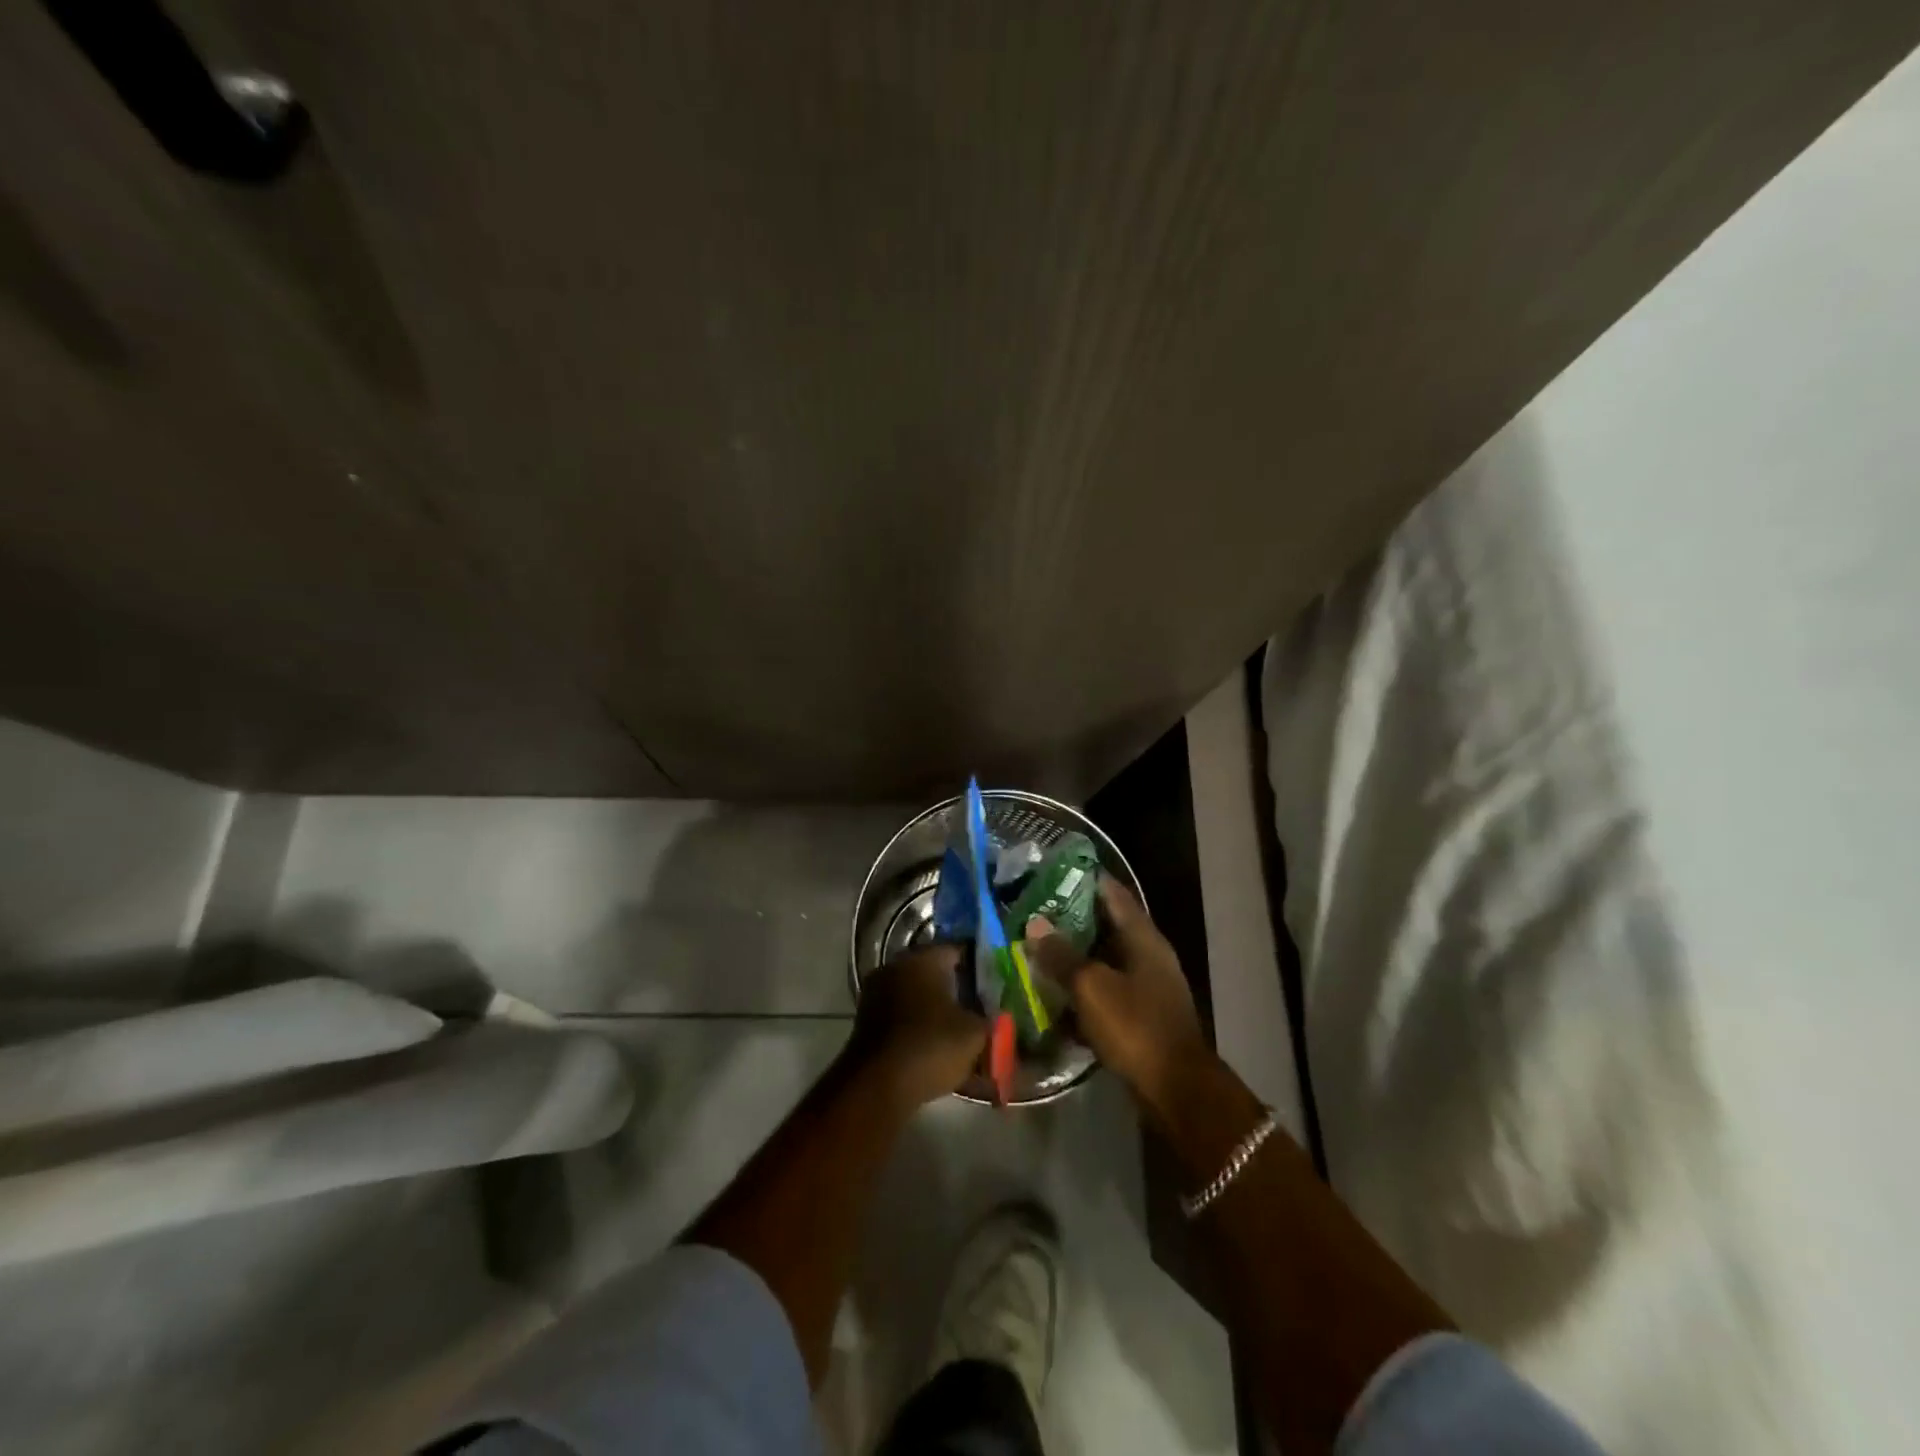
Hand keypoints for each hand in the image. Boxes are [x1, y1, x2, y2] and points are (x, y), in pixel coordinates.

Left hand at [850, 944, 989, 1108]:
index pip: (959, 951)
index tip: (994, 987)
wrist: (877, 1085)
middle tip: (979, 1011)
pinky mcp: (866, 1019)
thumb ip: (989, 1018)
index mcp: (924, 958)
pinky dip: (917, 1027)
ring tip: (959, 1034)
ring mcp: (877, 991)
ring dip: (936, 1010)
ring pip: (917, 995)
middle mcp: (897, 965)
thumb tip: (994, 1015)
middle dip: (957, 991)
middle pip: (935, 973)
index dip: (979, 968)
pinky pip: (901, 1015)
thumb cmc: (931, 1046)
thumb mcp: (975, 1033)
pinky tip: (934, 1048)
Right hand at [1022, 876, 1210, 1107]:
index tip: (1053, 872)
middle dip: (1072, 920)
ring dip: (1076, 957)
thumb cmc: (1135, 1026)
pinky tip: (1057, 997)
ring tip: (1038, 951)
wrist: (1175, 1089)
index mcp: (1143, 938)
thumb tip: (1034, 925)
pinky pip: (1107, 992)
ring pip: (1105, 961)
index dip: (1085, 880)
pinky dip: (1084, 990)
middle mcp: (1149, 955)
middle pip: (1108, 927)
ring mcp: (1148, 987)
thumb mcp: (1091, 987)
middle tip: (1035, 912)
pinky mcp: (1142, 1016)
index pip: (1113, 894)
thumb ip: (1061, 955)